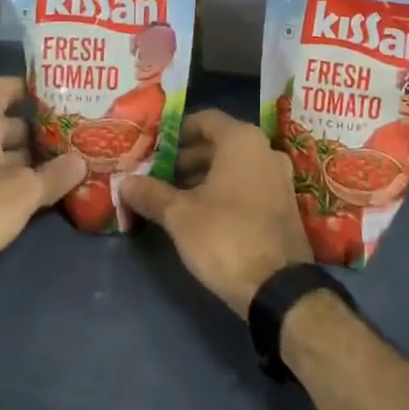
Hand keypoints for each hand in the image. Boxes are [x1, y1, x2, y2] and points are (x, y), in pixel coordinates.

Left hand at [0, 77, 86, 293]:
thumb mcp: (25, 191)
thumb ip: (55, 175)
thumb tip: (81, 161)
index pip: (4, 88)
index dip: (29, 88)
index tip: (58, 94)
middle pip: (4, 123)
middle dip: (36, 132)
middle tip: (71, 137)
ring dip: (25, 161)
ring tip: (61, 167)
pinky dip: (9, 182)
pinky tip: (34, 196)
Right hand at [121, 110, 312, 316]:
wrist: (280, 289)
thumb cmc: (226, 237)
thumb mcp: (180, 215)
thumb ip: (151, 193)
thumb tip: (124, 182)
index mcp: (242, 140)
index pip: (204, 119)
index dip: (177, 132)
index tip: (154, 150)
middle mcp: (265, 150)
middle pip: (219, 143)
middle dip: (186, 158)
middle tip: (157, 176)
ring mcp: (279, 178)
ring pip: (234, 166)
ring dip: (204, 176)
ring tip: (173, 198)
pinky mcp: (284, 205)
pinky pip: (248, 184)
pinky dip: (225, 191)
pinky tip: (202, 214)